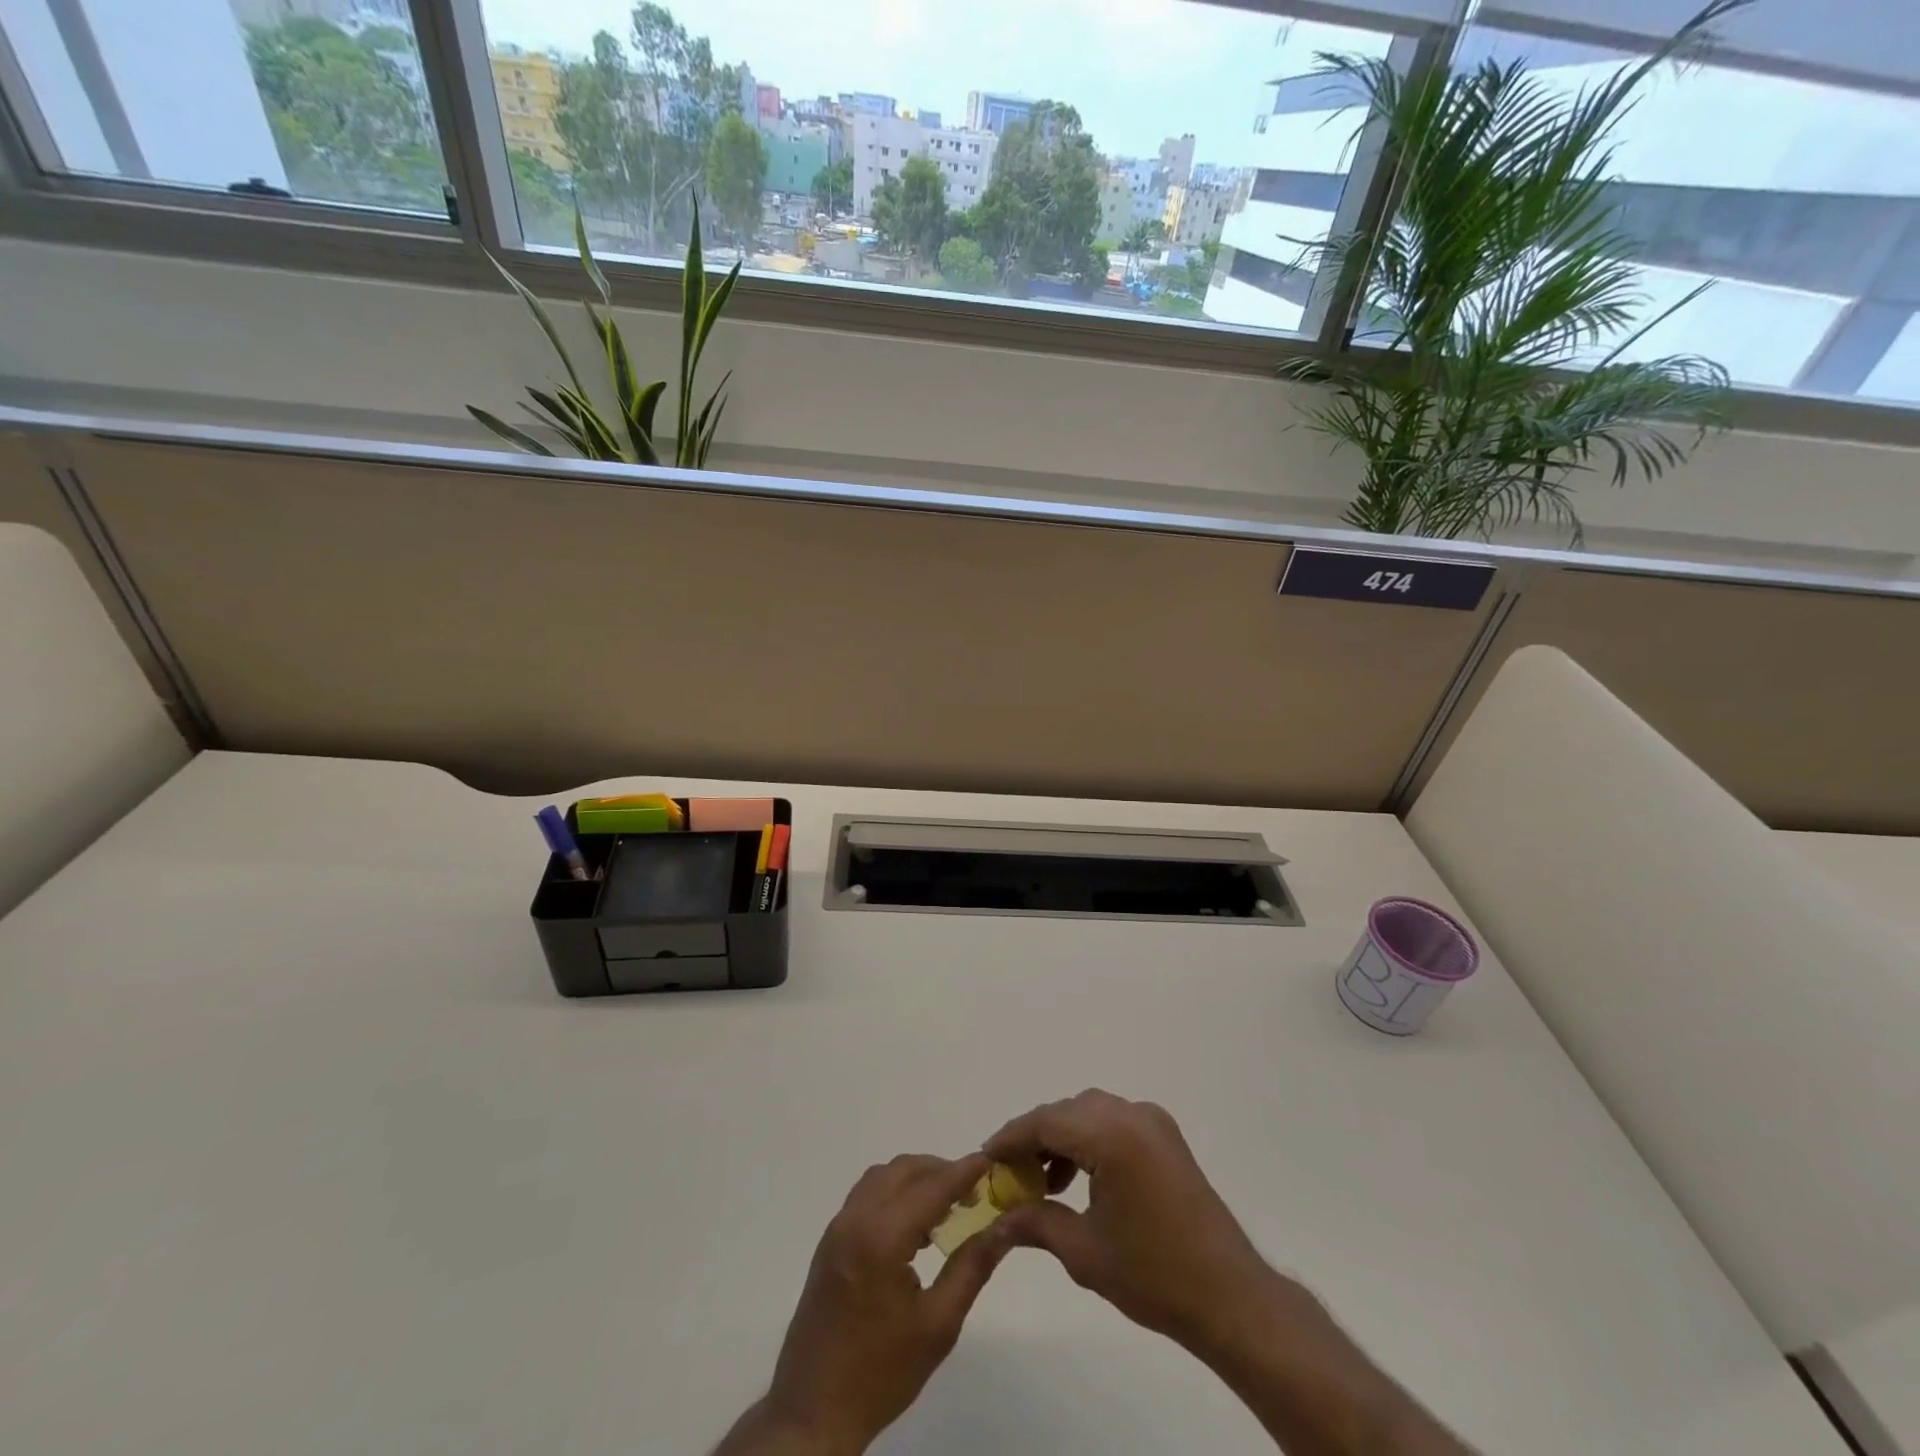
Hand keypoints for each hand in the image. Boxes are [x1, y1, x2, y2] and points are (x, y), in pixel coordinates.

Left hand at [726, 1153, 1012, 1454]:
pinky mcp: (830, 1241)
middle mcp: (856, 1219)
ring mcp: (838, 1228)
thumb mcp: (938, 1325)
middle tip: (973, 1191)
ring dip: (916, 1179)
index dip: (964, 1171)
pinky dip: (894, 1193)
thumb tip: (1004, 1227)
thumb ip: (972, 1267)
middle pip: (904, 1170)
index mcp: (882, 1238)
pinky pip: (866, 1195)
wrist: (813, 1411)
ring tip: (947, 1207)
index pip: (932, 1186)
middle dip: (941, 1171)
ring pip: (883, 1177)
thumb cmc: (881, 1372)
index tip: (991, 1160)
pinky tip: (914, 1226)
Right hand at [985, 1089, 1283, 1363]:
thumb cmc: (1153, 1275)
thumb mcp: (1083, 1252)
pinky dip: (1088, 1141)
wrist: (1229, 1296)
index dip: (1011, 1138)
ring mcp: (1153, 1122)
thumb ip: (1036, 1222)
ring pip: (1089, 1114)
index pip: (1046, 1121)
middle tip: (1009, 1173)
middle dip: (1034, 1138)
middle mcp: (1132, 1114)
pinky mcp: (1165, 1136)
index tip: (986, 1157)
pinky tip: (1076, 1178)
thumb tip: (997, 1220)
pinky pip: (1113, 1123)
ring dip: (1061, 1138)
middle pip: (1067, 1112)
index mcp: (1112, 1135)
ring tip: (1041, 1181)